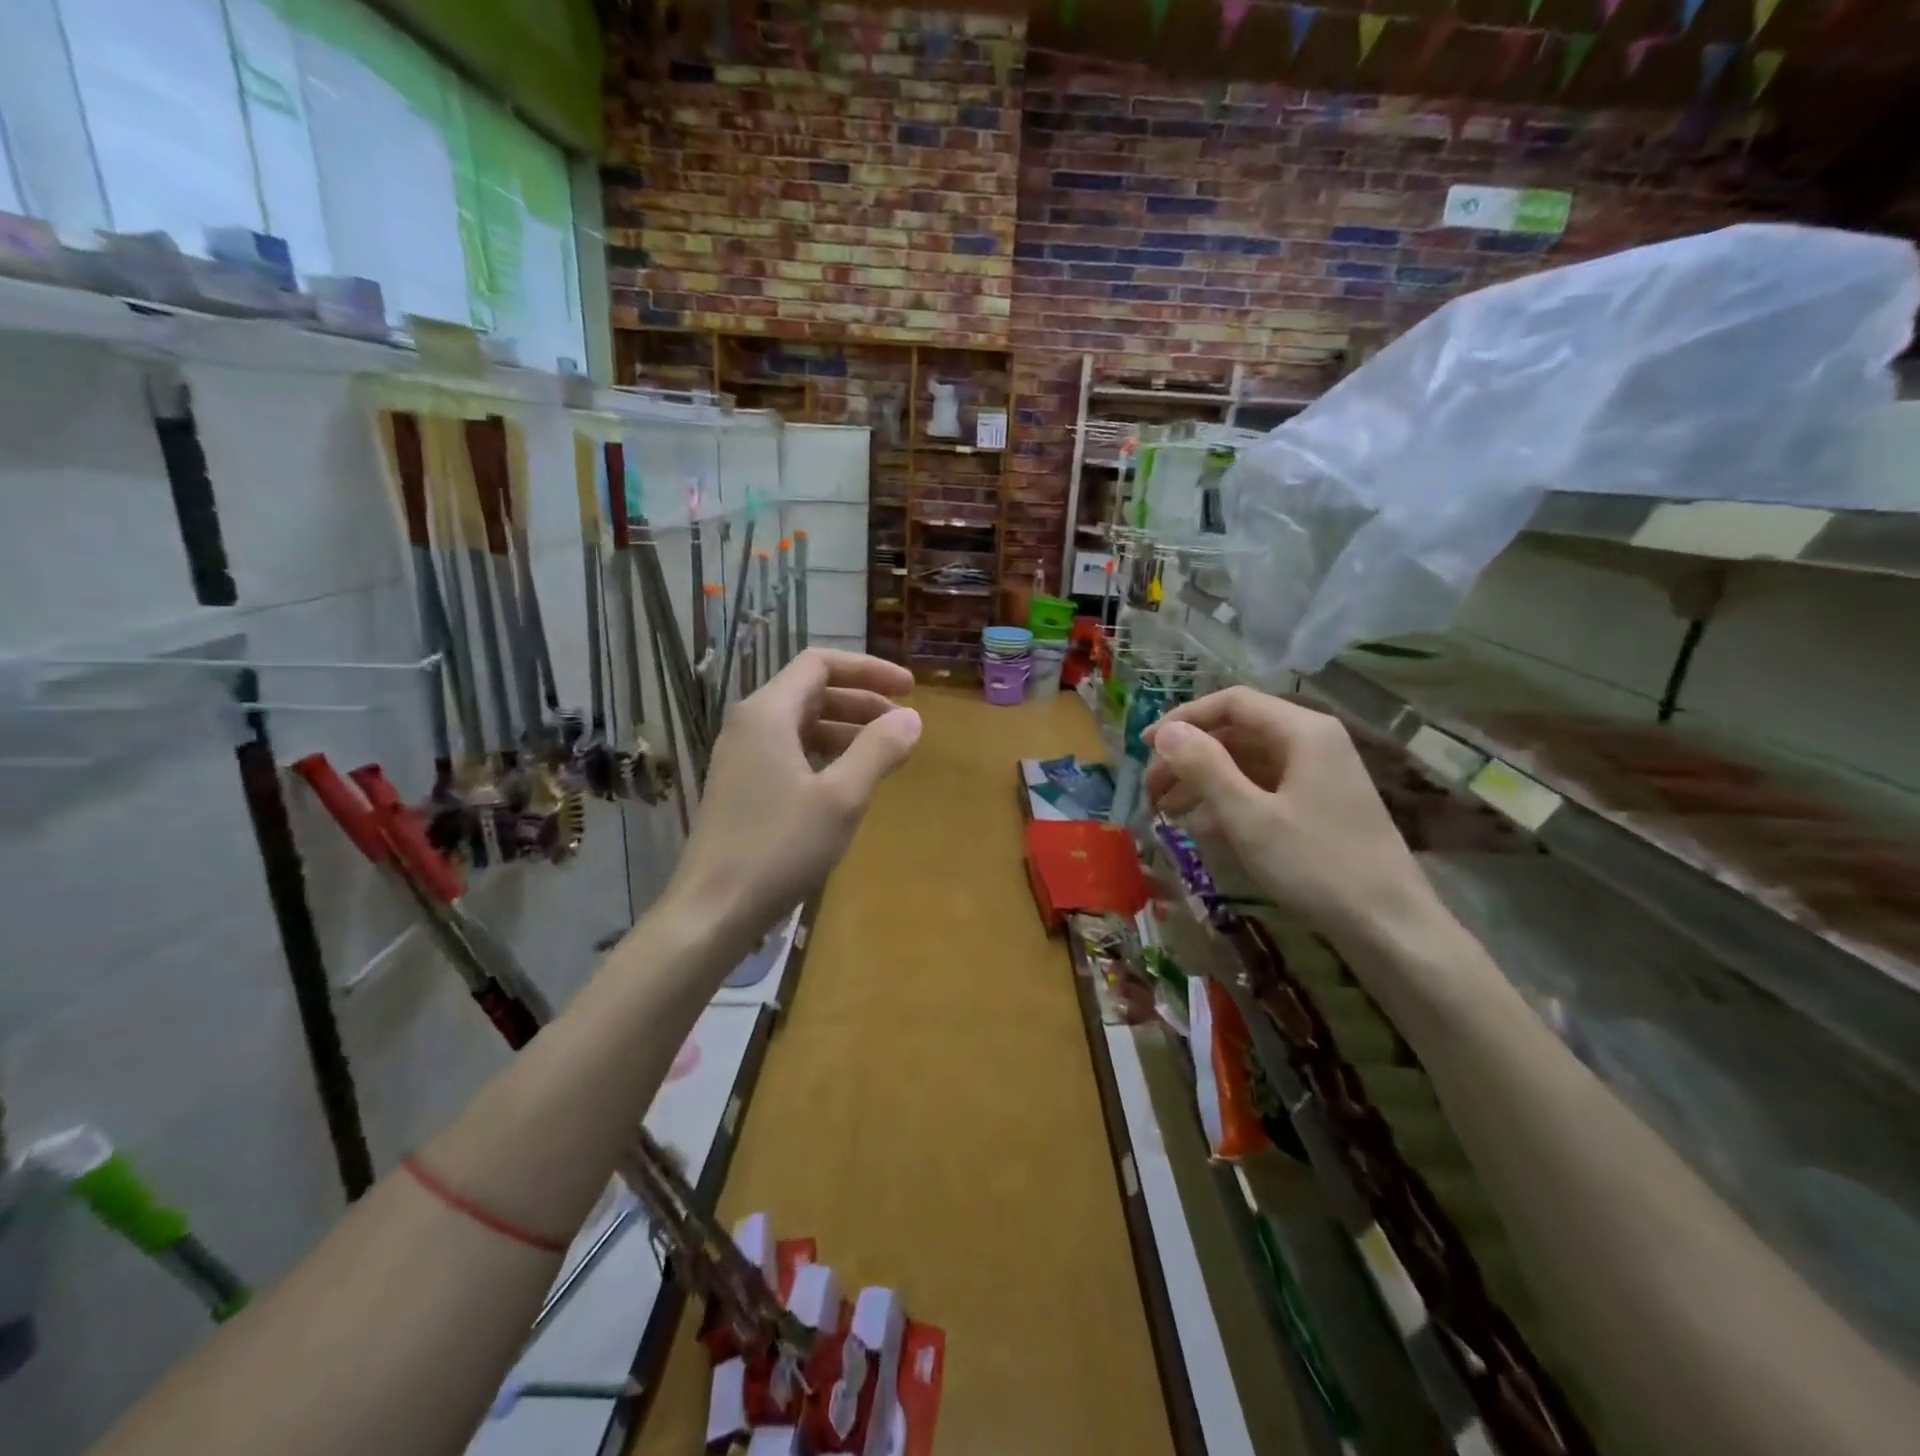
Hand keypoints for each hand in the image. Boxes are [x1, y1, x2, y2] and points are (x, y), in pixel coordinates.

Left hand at [663, 649, 919, 955]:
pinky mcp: (742, 786)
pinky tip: (848, 781)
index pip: (820, 664)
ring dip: (846, 729)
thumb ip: (878, 750)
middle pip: (812, 691)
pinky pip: (790, 751)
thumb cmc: (779, 847)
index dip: (869, 670)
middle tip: (903, 725)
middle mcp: (750, 724)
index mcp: (768, 713)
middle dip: (862, 701)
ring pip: (802, 723)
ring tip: (885, 754)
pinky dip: (825, 754)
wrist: (713, 909)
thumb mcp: (841, 798)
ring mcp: (742, 757)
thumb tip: (912, 718)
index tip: (909, 690)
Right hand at [1142, 686, 1431, 949]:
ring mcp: (1318, 773)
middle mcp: (1312, 741)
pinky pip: (1263, 787)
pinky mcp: (1318, 803)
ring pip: (1247, 761)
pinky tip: (1201, 825)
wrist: (1389, 925)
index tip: (1145, 747)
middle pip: (1237, 731)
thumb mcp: (1249, 816)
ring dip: (1204, 780)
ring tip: (1165, 811)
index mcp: (1302, 730)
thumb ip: (1204, 767)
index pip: (1232, 703)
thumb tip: (1165, 732)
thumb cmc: (1316, 864)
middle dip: (1189, 756)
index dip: (1183, 719)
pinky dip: (1229, 799)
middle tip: (1151, 790)